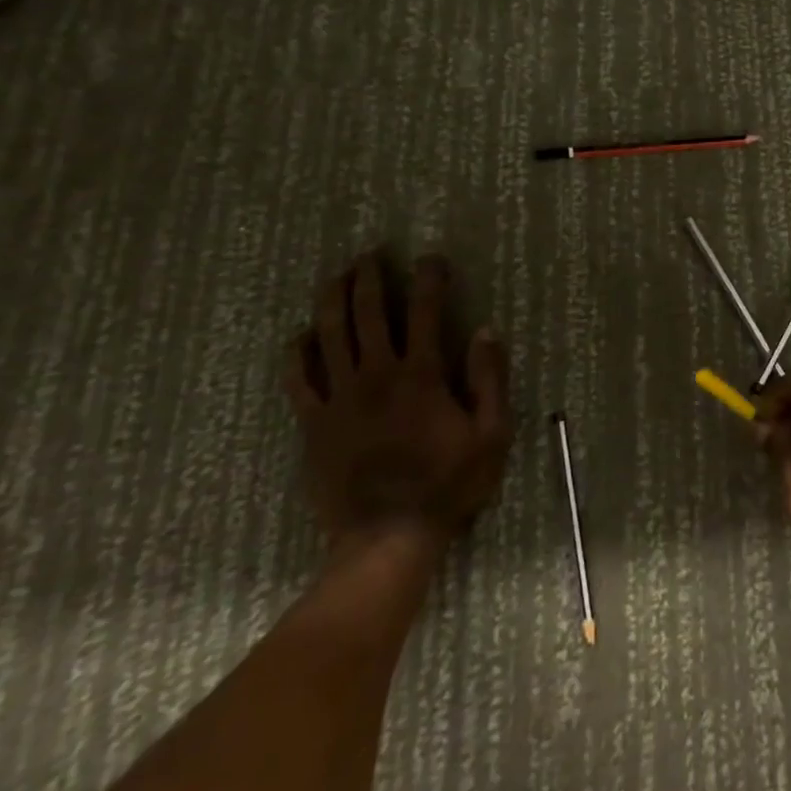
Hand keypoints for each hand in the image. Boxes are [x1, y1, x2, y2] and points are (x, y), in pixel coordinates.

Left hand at [285, 252, 510, 549]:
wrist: (388, 536)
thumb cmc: (448, 484)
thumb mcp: (492, 435)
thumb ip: (489, 380)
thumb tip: (486, 331)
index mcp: (422, 376)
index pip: (425, 312)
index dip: (428, 280)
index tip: (431, 259)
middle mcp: (377, 376)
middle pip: (368, 314)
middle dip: (371, 278)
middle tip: (371, 254)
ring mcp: (340, 398)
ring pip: (330, 335)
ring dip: (333, 299)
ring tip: (338, 276)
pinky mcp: (314, 423)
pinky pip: (299, 378)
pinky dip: (298, 352)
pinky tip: (302, 336)